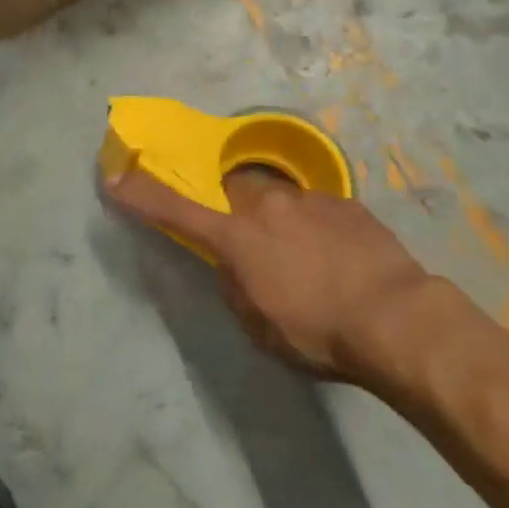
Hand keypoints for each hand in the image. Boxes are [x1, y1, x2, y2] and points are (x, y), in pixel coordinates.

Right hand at [107, 166, 435, 384]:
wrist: (395, 316)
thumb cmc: (317, 331)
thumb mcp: (259, 325)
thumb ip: (235, 285)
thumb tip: (232, 262)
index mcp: (236, 237)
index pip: (176, 210)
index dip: (141, 194)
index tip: (114, 176)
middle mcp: (266, 204)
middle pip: (236, 192)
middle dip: (237, 210)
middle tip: (256, 245)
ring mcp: (308, 197)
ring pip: (280, 199)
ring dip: (282, 221)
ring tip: (308, 259)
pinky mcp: (345, 201)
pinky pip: (318, 208)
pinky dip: (318, 227)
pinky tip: (339, 258)